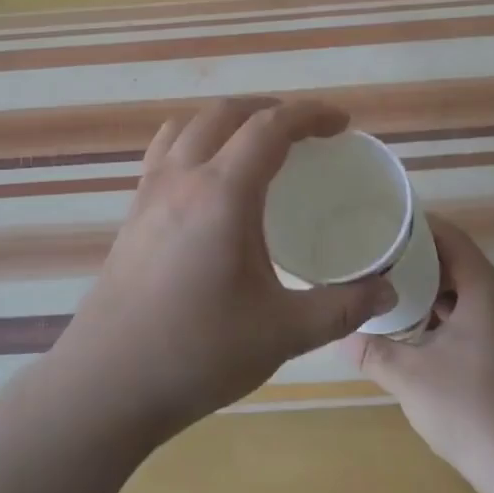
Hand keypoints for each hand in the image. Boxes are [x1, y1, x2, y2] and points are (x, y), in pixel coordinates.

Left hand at [50, 98, 395, 444]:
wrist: (107, 383)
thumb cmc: (198, 353)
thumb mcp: (283, 333)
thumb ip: (342, 308)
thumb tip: (386, 291)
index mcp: (222, 193)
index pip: (270, 127)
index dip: (310, 114)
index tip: (341, 124)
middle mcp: (182, 177)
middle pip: (226, 113)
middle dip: (270, 109)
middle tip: (306, 133)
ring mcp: (149, 192)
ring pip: (189, 126)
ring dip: (228, 120)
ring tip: (256, 145)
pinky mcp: (132, 213)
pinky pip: (165, 151)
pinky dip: (195, 141)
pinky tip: (208, 181)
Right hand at [349, 216, 493, 492]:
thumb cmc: (471, 410)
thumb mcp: (410, 378)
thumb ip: (373, 351)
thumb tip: (342, 334)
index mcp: (486, 293)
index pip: (453, 239)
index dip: (420, 227)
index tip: (386, 223)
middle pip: (460, 264)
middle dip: (420, 259)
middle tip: (380, 256)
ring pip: (468, 294)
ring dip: (433, 289)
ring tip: (391, 288)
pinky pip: (476, 318)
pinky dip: (447, 314)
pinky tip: (417, 330)